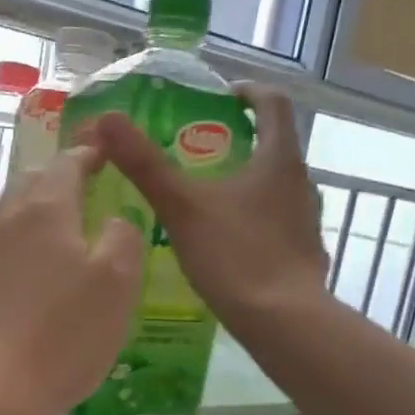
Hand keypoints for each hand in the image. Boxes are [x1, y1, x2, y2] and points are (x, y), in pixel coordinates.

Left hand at [0, 145, 144, 414]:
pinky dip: (28, 248)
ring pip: (17, 216)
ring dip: (43, 214)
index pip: (69, 162)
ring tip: (72, 233)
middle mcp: (8, 219)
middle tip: (92, 190)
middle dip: (63, 179)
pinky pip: (7, 251)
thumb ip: (122, 238)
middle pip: (35, 183)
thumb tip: (114, 220)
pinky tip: (44, 275)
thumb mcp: (116, 284)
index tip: (108, 152)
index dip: (91, 153)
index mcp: (45, 207)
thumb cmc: (60, 334)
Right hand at [90, 84, 327, 330]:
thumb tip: (107, 119)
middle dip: (240, 141)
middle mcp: (301, 182)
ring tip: (208, 198)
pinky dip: (254, 219)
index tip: (223, 97)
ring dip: (247, 182)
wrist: (283, 321)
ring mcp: (306, 220)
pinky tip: (227, 242)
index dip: (248, 92)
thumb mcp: (182, 207)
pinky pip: (277, 222)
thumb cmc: (235, 255)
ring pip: (276, 187)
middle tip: (200, 151)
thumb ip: (145, 164)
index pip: (274, 103)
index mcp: (278, 159)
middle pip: (275, 145)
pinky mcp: (304, 253)